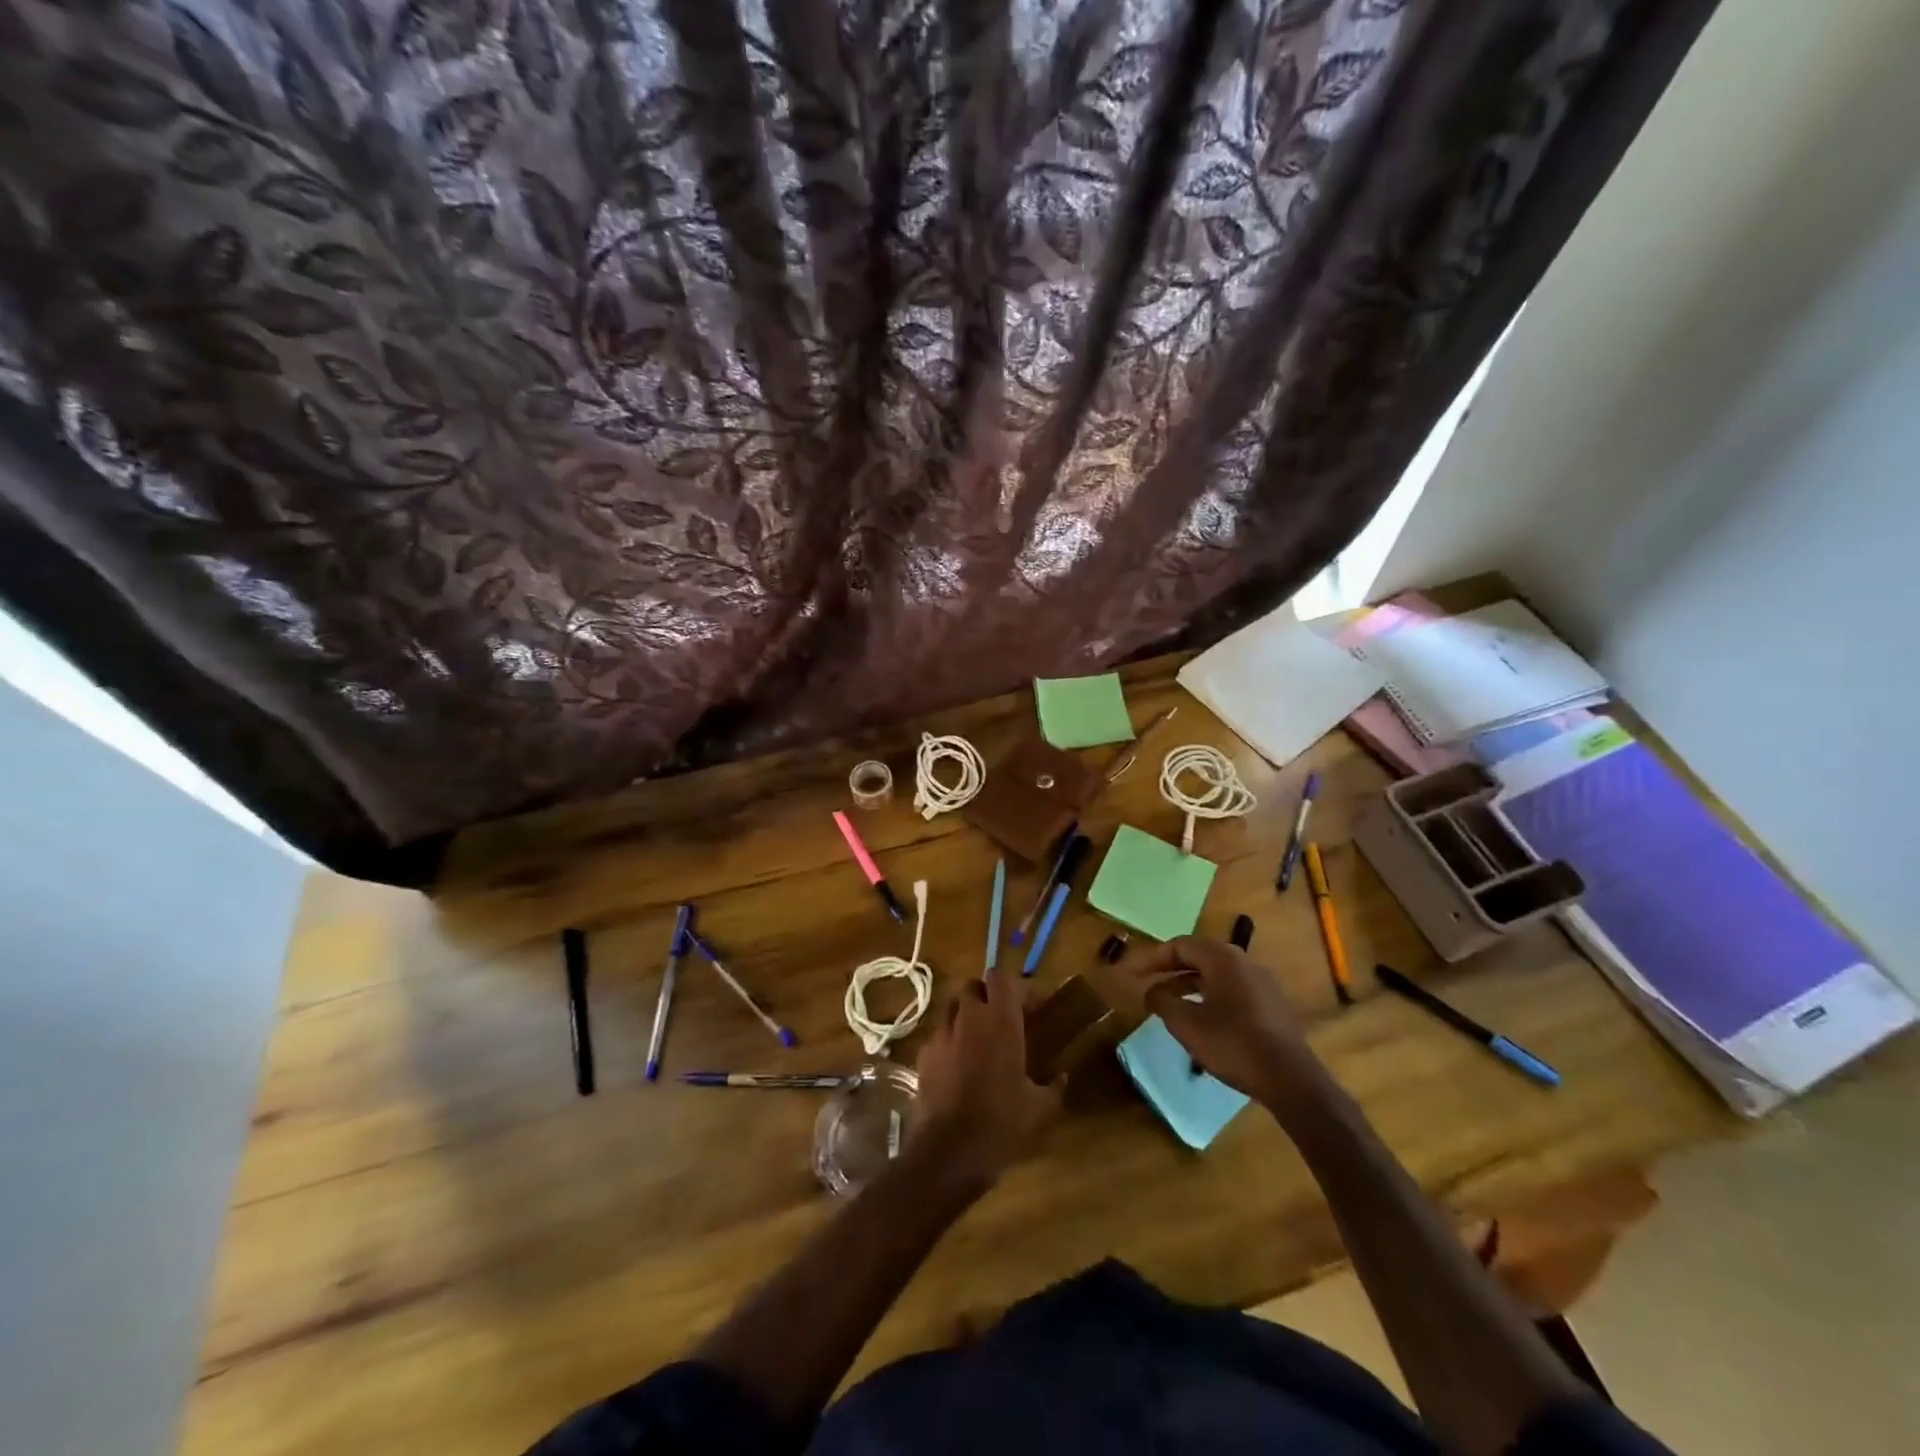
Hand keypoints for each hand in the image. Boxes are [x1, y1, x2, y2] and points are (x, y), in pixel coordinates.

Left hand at [913, 965, 1061, 1186]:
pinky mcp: (924, 1054)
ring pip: (953, 1007)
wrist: (949, 1150)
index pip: (1001, 978)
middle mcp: (969, 1017)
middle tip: (1003, 1020)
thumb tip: (1062, 1077)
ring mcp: (942, 1033)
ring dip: (967, 1015)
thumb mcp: (1039, 1108)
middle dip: (987, 997)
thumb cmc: (1001, 1121)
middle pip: (974, 986)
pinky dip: (951, 1041)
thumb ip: (1053, 1087)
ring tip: (979, 1039)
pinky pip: (939, 1035)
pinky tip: (959, 1065)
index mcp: (1000, 1020)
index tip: (1031, 1007)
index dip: (1015, 988)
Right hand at [1128, 936, 1322, 1108]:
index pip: (1179, 946)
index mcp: (1222, 958)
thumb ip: (1163, 1001)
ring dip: (1187, 984)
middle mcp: (1243, 961)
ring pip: (1214, 974)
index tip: (1129, 972)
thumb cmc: (1233, 1044)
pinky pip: (1230, 989)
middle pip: (1197, 956)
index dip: (1150, 958)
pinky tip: (1198, 1018)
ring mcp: (1261, 982)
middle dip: (1168, 969)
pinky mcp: (1270, 1004)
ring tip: (1167, 1003)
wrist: (1290, 1079)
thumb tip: (1152, 991)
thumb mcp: (1186, 1024)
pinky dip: (1207, 996)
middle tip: (1144, 983)